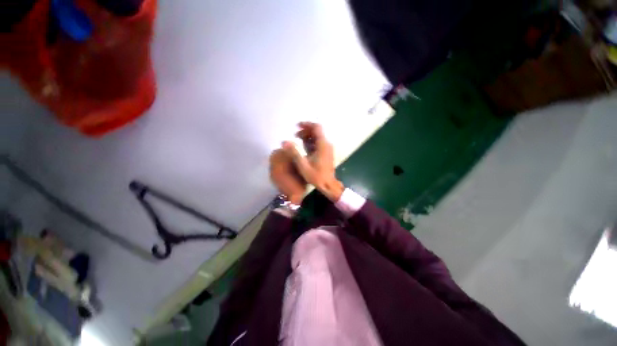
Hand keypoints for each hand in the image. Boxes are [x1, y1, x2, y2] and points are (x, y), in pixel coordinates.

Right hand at [282, 122, 343, 201]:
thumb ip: (294, 152)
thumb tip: (284, 142)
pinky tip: (303, 147)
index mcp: (322, 145)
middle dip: (305, 131)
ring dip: (307, 136)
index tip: (297, 126)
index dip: (307, 124)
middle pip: (316, 131)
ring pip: (317, 137)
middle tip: (295, 134)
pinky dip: (311, 142)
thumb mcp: (303, 165)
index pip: (316, 128)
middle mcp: (326, 144)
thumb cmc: (316, 176)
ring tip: (297, 139)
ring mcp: (327, 149)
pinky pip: (318, 143)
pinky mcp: (326, 153)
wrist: (328, 185)